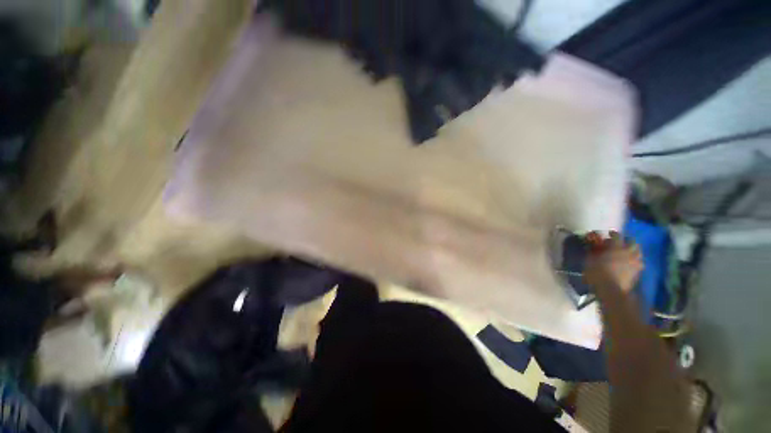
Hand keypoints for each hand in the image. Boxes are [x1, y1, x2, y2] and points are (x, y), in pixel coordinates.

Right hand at [583, 231, 642, 292]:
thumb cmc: (598, 273)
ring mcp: (635, 263)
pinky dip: (634, 260)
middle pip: (633, 243)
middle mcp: (629, 253)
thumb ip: (593, 252)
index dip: (613, 234)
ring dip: (633, 251)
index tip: (608, 234)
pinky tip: (628, 263)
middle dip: (627, 241)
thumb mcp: (590, 260)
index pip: (618, 236)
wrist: (611, 290)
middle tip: (620, 243)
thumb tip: (593, 246)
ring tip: (626, 253)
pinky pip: (638, 262)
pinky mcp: (637, 272)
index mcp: (617, 248)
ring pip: (638, 252)